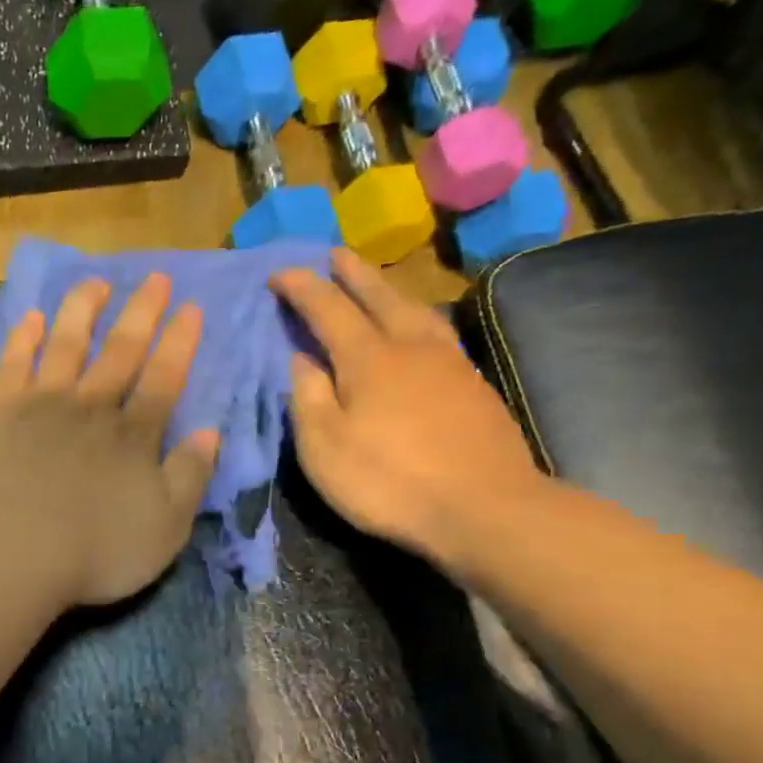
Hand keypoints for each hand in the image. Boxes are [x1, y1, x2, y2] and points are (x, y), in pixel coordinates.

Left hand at [0, 274, 219, 609]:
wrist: (9, 555)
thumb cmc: (94, 552)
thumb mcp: (164, 528)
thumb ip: (189, 477)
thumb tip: (210, 433)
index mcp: (133, 436)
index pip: (164, 378)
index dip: (180, 343)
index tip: (192, 308)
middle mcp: (90, 408)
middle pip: (120, 350)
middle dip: (141, 313)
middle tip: (155, 278)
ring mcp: (40, 406)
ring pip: (66, 344)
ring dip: (82, 310)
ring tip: (94, 283)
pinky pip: (12, 365)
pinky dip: (23, 339)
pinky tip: (30, 318)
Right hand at [272, 250, 545, 569]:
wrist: (482, 507)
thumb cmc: (388, 481)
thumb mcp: (324, 447)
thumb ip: (309, 397)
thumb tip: (302, 359)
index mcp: (369, 359)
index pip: (328, 310)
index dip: (302, 289)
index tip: (279, 273)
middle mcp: (411, 348)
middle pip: (379, 298)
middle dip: (353, 274)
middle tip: (335, 254)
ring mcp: (450, 364)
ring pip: (416, 312)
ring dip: (390, 292)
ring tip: (378, 286)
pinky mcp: (474, 387)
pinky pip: (438, 335)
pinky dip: (417, 321)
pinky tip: (418, 332)